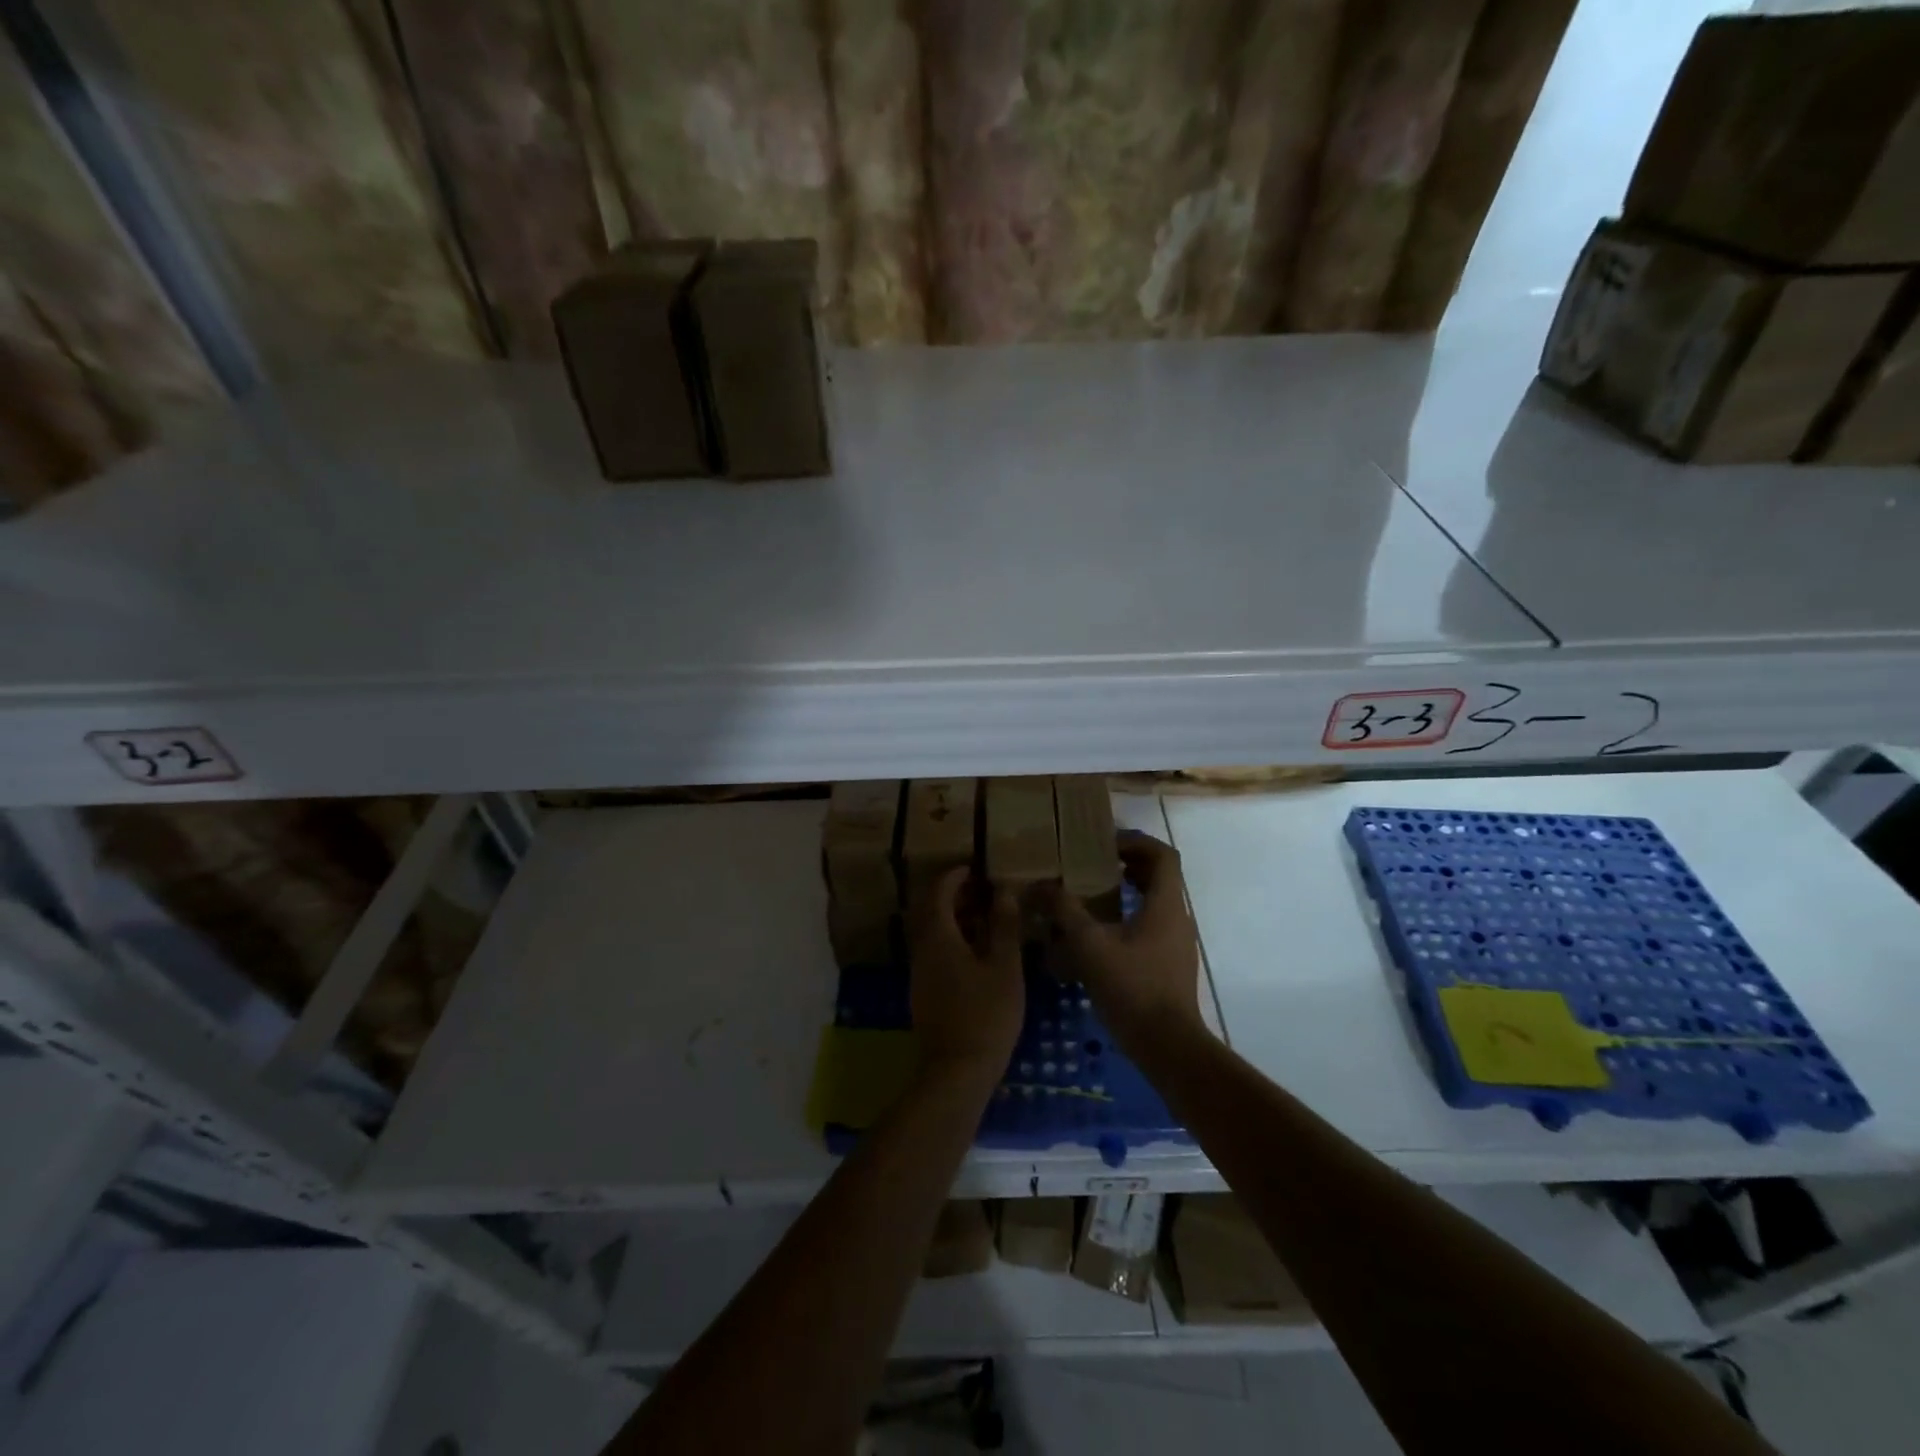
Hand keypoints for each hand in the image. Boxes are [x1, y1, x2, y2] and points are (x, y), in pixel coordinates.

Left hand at [909, 868, 1024, 1086]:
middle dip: (953, 894)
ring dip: (953, 917)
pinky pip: (933, 950)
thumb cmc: (986, 1014)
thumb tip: (1004, 891)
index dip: (955, 876)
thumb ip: (1004, 926)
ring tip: (985, 917)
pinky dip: (951, 938)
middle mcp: (921, 948)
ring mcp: (919, 971)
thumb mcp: (1004, 966)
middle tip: (983, 890)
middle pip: (930, 909)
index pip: (938, 891)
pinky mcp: (923, 990)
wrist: (957, 1071)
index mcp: (938, 936)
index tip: (976, 868)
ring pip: (931, 931)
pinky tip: (976, 950)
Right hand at [1046, 833, 1203, 1051]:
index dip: (1136, 842)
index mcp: (1166, 905)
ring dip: (1126, 892)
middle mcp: (1177, 918)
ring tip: (1089, 895)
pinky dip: (1128, 917)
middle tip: (1091, 864)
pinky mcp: (1169, 965)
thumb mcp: (1089, 945)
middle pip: (1158, 877)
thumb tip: (1041, 885)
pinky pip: (1151, 926)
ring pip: (1154, 902)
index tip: (1104, 843)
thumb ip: (1065, 911)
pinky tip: (1098, 935)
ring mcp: (1176, 943)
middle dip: (1126, 865)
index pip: (1163, 855)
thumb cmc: (1132, 987)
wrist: (1167, 1046)